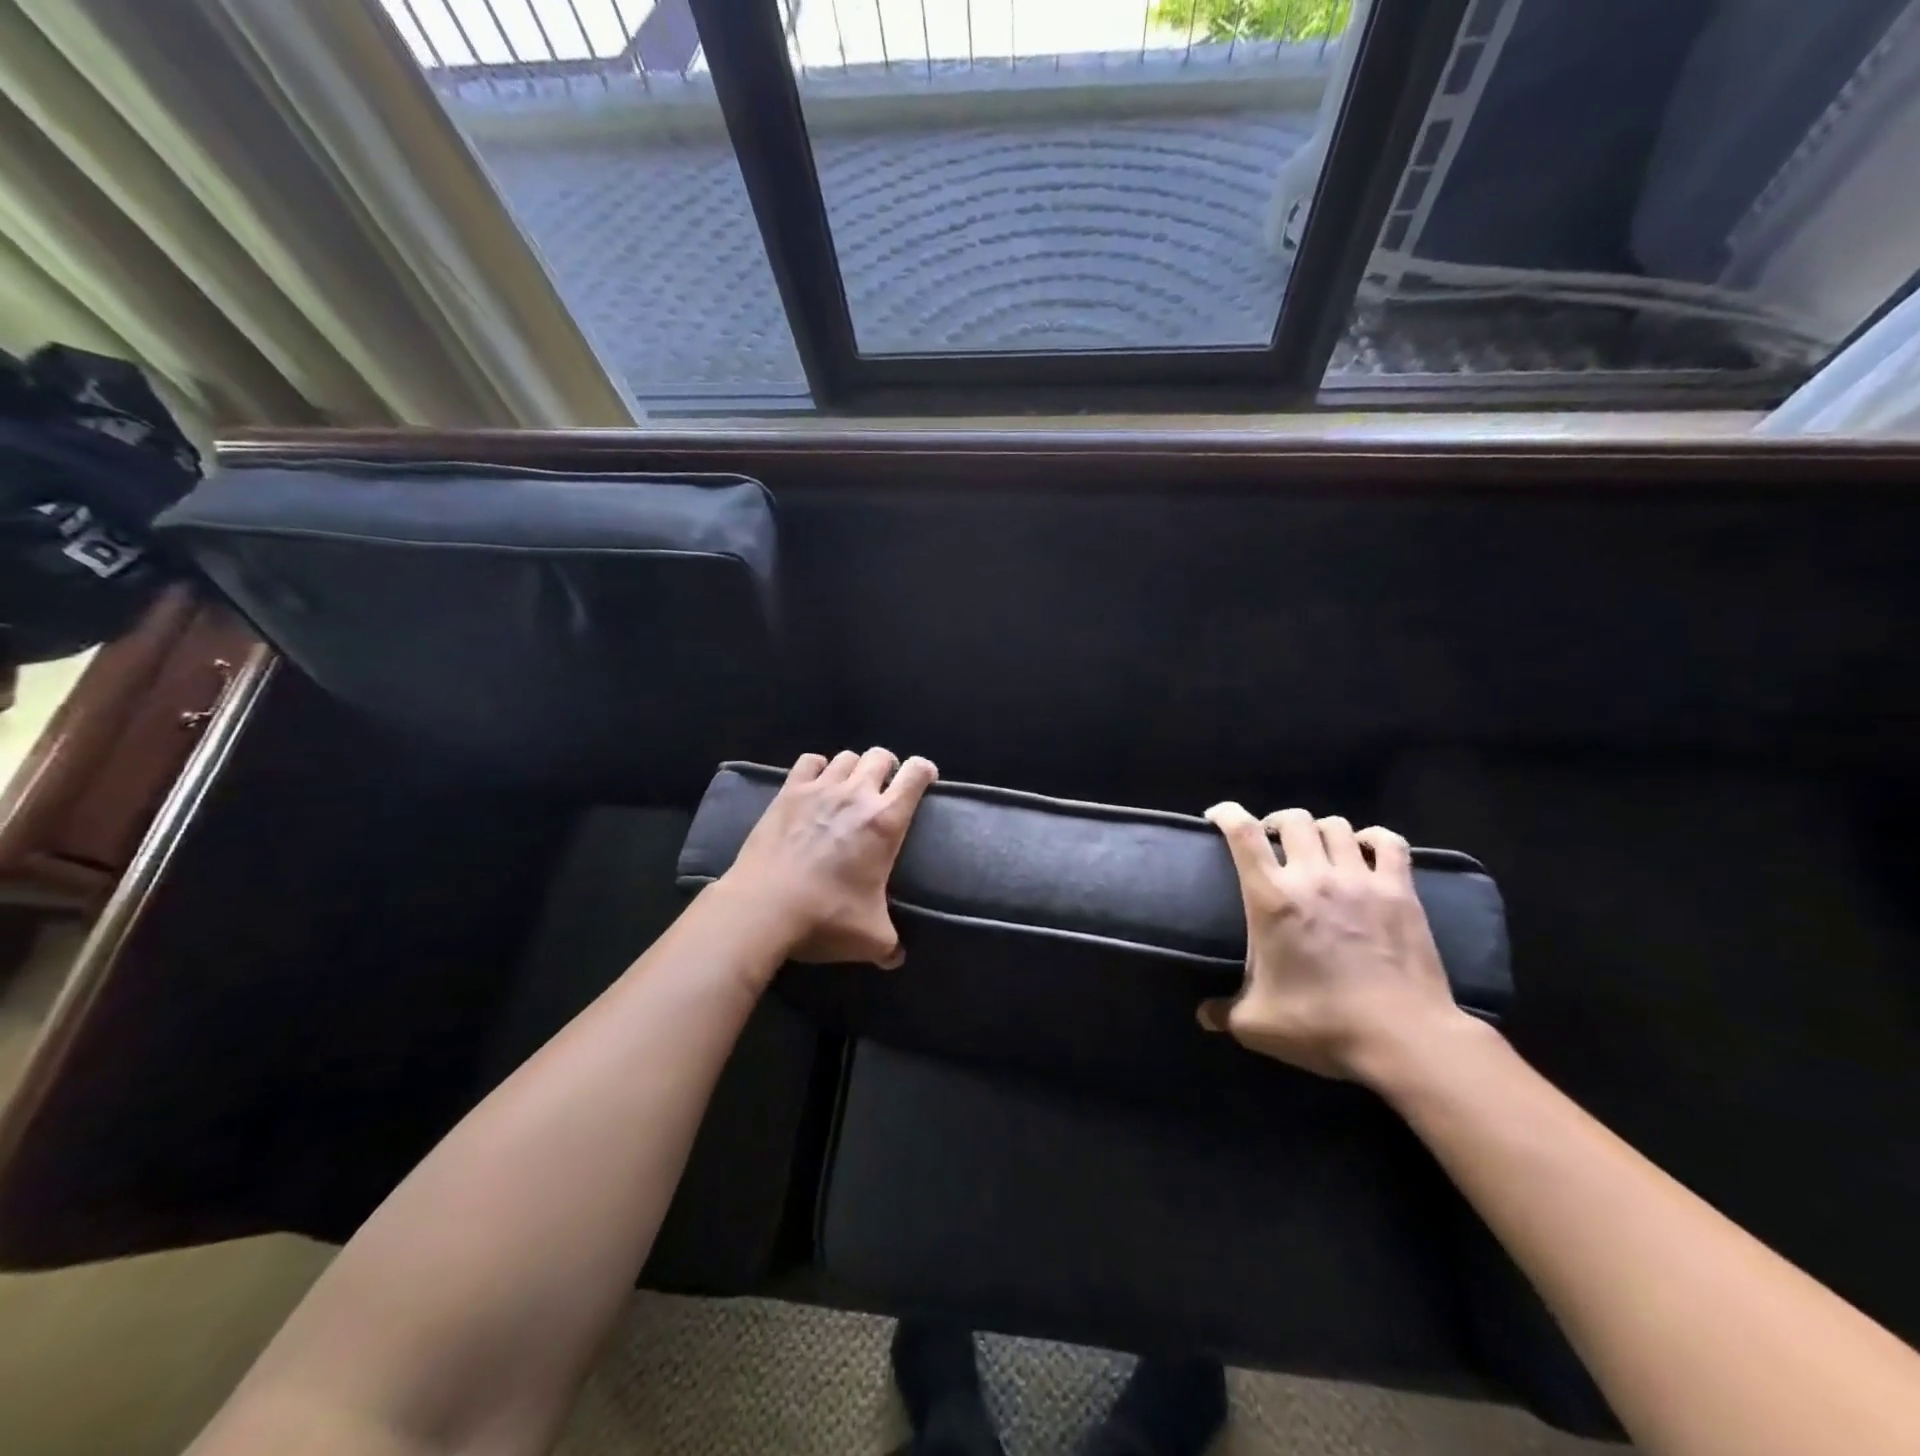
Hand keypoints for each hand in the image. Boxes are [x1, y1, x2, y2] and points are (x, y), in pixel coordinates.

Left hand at [719, 748, 937, 967]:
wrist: (764, 908)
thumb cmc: (826, 917)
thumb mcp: (871, 939)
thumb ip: (891, 945)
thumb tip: (897, 958)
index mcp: (886, 821)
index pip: (916, 774)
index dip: (925, 770)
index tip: (926, 780)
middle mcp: (857, 795)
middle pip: (880, 756)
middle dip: (888, 766)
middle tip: (885, 787)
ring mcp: (820, 789)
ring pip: (846, 757)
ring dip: (854, 767)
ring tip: (850, 786)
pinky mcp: (788, 792)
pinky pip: (809, 761)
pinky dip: (818, 767)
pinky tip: (816, 783)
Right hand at [1198, 804, 1473, 1084]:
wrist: (1402, 1038)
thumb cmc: (1321, 1025)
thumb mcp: (1256, 1025)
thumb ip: (1224, 1013)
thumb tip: (1203, 1016)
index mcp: (1272, 898)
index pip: (1243, 834)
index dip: (1227, 814)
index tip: (1217, 817)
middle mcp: (1313, 876)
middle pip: (1293, 820)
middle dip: (1277, 823)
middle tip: (1272, 842)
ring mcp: (1360, 880)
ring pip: (1336, 826)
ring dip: (1320, 830)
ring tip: (1317, 848)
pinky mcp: (1400, 891)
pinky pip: (1390, 843)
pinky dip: (1374, 839)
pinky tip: (1366, 849)